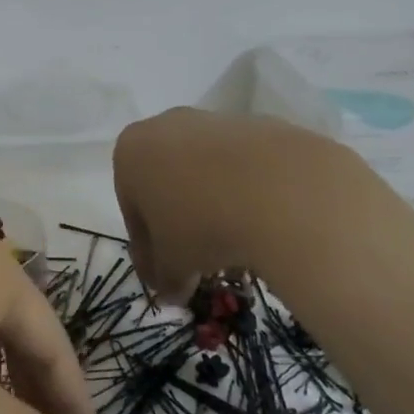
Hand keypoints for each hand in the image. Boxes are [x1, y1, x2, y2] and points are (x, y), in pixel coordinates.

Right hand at [113, 106, 358, 301]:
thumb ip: (164, 277)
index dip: (148, 250)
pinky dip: (246, 193)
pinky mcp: (259, 125)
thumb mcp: (173, 264)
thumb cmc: (203, 225)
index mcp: (130, 153)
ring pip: (205, 172)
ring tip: (236, 250)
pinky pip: (243, 167)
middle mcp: (166, 126)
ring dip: (213, 208)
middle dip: (179, 224)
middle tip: (197, 265)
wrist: (283, 190)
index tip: (165, 279)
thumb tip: (171, 292)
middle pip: (166, 184)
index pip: (132, 209)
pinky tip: (263, 224)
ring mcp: (214, 121)